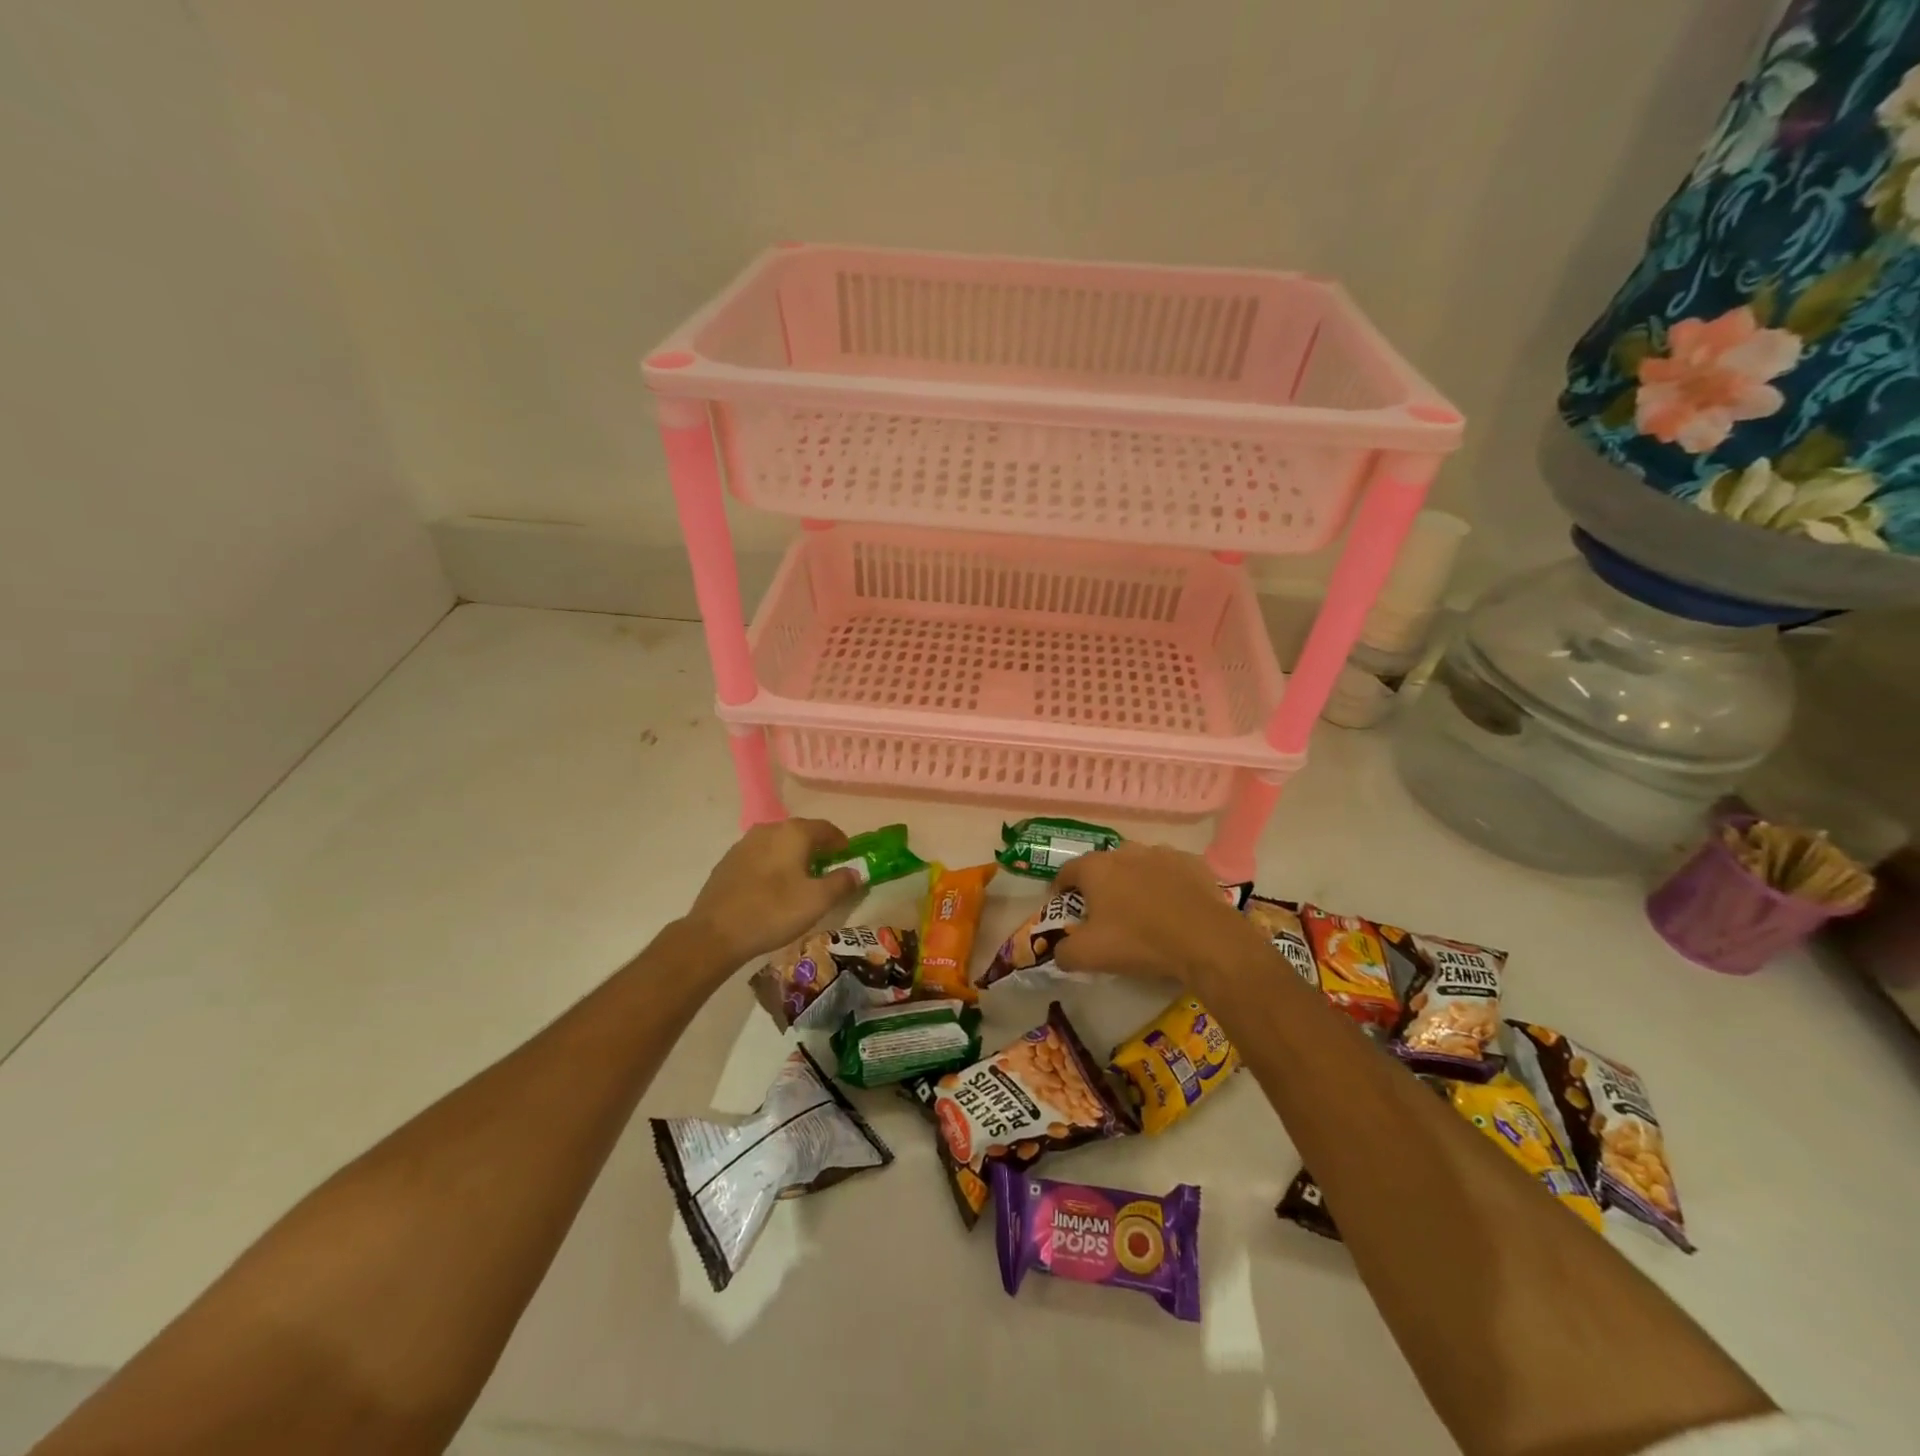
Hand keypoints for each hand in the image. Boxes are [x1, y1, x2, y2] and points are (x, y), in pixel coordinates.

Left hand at [682, 819, 859, 968]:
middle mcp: (768, 829)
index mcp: (793, 833)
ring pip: (779, 844)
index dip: (841, 843)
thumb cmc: (773, 912)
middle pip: (801, 833)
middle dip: (818, 849)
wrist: (715, 934)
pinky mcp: (728, 861)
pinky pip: (760, 856)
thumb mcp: (817, 901)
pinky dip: (773, 865)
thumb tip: (855, 872)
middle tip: (828, 871)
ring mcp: (744, 844)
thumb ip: (842, 883)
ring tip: (801, 881)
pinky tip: (773, 888)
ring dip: (794, 857)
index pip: (826, 828)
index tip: (849, 859)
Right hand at [1054, 843, 1266, 983]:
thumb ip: (1063, 951)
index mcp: (1096, 868)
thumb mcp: (1088, 955)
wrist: (1205, 940)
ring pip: (1138, 864)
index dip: (1061, 888)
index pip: (1068, 871)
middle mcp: (1126, 851)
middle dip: (1100, 884)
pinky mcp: (1192, 862)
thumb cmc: (1139, 941)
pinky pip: (1171, 871)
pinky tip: (1173, 906)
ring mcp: (1161, 853)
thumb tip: (1059, 949)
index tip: (1064, 905)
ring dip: (1134, 881)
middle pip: (1104, 865)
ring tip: (1141, 908)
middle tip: (1104, 911)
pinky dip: (1166, 883)